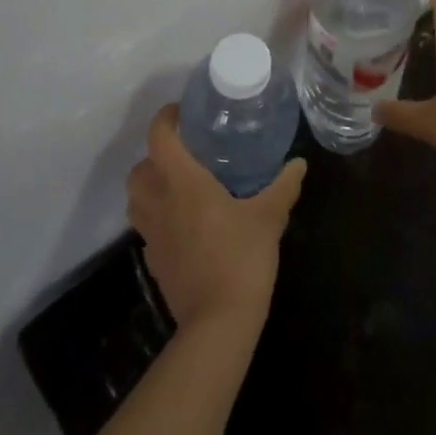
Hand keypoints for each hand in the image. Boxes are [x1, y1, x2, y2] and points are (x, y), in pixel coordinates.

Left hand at [126, 103, 306, 331]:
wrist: (218, 322)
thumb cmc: (241, 258)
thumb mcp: (270, 217)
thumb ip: (283, 186)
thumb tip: (299, 163)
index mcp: (184, 183)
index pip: (159, 138)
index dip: (165, 119)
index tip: (181, 112)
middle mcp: (160, 203)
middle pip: (139, 168)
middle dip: (154, 155)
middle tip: (183, 153)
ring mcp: (152, 235)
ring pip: (136, 199)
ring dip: (149, 186)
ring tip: (178, 185)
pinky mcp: (153, 261)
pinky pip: (146, 227)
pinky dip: (157, 217)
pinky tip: (184, 223)